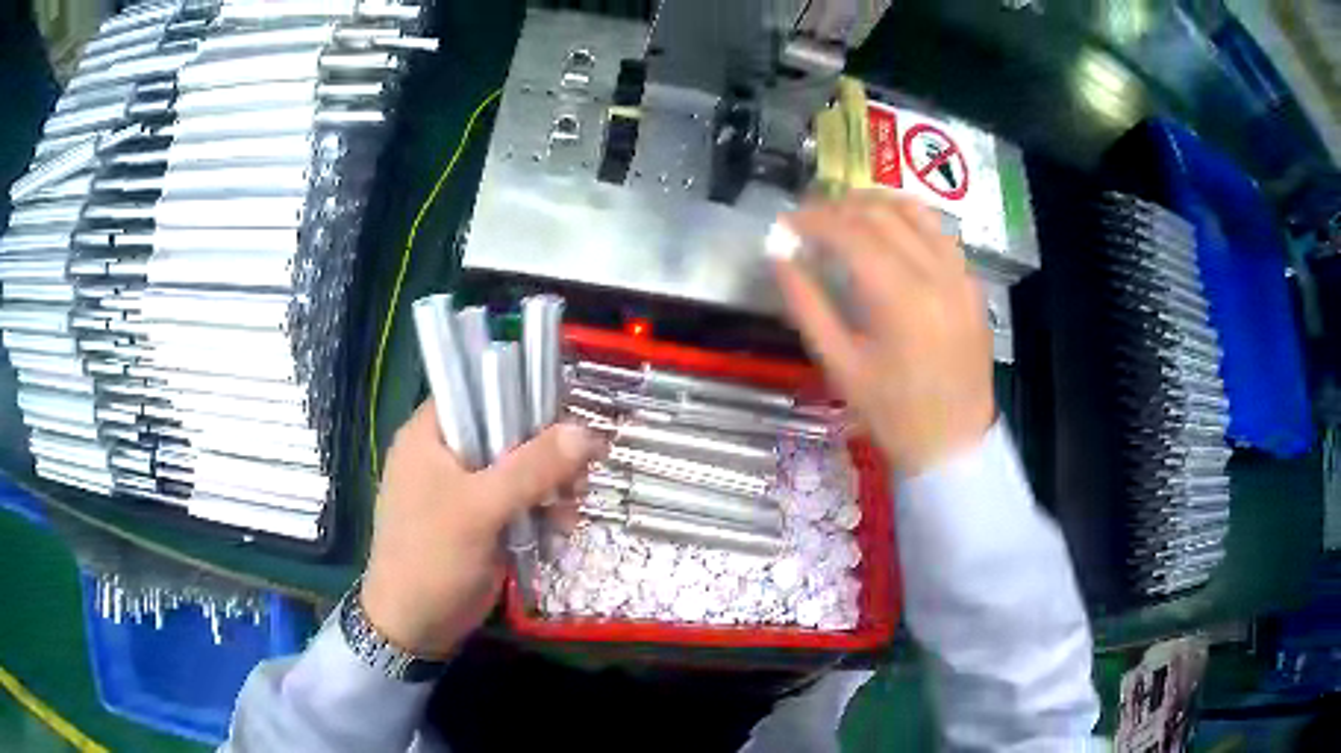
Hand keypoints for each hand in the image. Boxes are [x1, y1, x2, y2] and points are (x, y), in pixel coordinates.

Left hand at [362, 399, 604, 656]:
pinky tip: (560, 530)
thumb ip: (531, 468)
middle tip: (579, 475)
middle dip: (548, 453)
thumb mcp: (480, 509)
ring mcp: (466, 488)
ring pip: (522, 467)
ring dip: (552, 486)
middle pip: (509, 429)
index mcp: (431, 434)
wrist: (416, 626)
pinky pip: (521, 500)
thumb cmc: (431, 558)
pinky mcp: (483, 518)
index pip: (480, 389)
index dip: (524, 393)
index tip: (567, 415)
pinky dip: (544, 511)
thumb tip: (588, 432)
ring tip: (571, 511)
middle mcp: (448, 453)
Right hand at [773, 192, 995, 474]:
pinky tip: (888, 229)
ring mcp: (960, 274)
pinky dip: (908, 218)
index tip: (786, 223)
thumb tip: (779, 257)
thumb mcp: (839, 365)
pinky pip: (938, 231)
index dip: (812, 219)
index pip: (849, 232)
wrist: (953, 441)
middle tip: (809, 218)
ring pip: (914, 211)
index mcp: (900, 298)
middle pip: (880, 214)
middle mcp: (935, 273)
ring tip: (845, 213)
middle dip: (838, 207)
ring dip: (874, 203)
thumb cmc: (892, 413)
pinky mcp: (972, 282)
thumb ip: (807, 304)